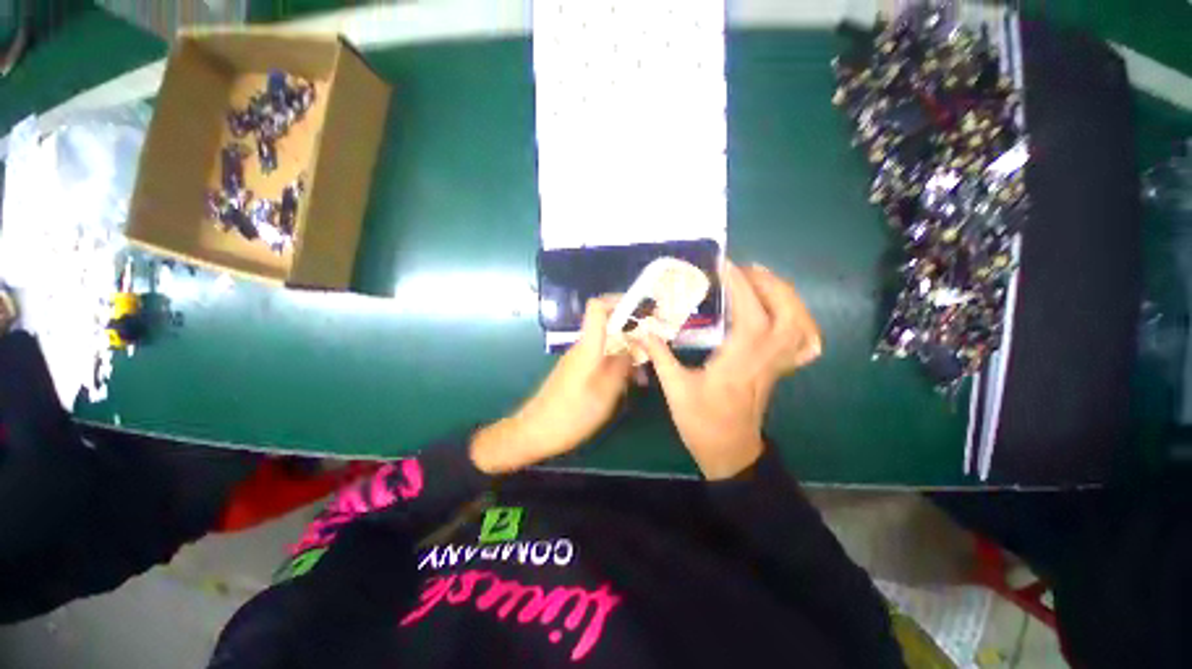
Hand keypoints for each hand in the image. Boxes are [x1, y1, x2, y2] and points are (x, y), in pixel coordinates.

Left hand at [471, 297, 632, 473]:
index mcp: (588, 346)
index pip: (597, 307)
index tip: (640, 310)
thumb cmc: (572, 414)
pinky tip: (626, 384)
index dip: (617, 301)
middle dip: (631, 332)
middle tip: (652, 348)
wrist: (534, 432)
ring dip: (626, 353)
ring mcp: (578, 359)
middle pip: (607, 326)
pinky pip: (599, 359)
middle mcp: (582, 347)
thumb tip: (632, 348)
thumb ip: (621, 367)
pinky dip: (615, 365)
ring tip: (643, 375)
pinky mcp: (576, 372)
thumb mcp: (605, 393)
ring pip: (606, 345)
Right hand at [637, 262, 821, 479]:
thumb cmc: (702, 422)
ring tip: (760, 281)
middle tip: (743, 270)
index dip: (741, 285)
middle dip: (768, 283)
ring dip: (784, 295)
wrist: (729, 451)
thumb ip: (660, 355)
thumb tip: (642, 330)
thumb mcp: (675, 389)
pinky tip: (782, 312)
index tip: (725, 264)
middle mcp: (765, 358)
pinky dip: (801, 320)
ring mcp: (777, 364)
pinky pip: (805, 342)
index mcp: (739, 361)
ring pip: (800, 323)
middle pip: (786, 312)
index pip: (750, 315)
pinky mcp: (779, 369)